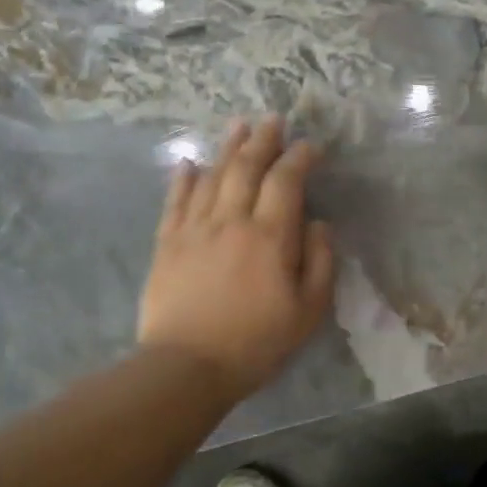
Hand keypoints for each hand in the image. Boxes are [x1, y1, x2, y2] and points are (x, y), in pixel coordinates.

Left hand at [139, 116, 336, 399]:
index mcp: (270, 236)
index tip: (310, 146)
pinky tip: (189, 162)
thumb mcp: (308, 311)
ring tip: (239, 125)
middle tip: (273, 119)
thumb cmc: (256, 343)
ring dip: (227, 148)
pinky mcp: (167, 243)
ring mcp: (194, 229)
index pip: (286, 181)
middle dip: (263, 140)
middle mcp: (231, 220)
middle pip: (246, 167)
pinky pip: (175, 201)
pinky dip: (183, 178)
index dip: (299, 158)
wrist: (186, 367)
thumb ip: (320, 262)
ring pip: (212, 175)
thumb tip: (317, 223)